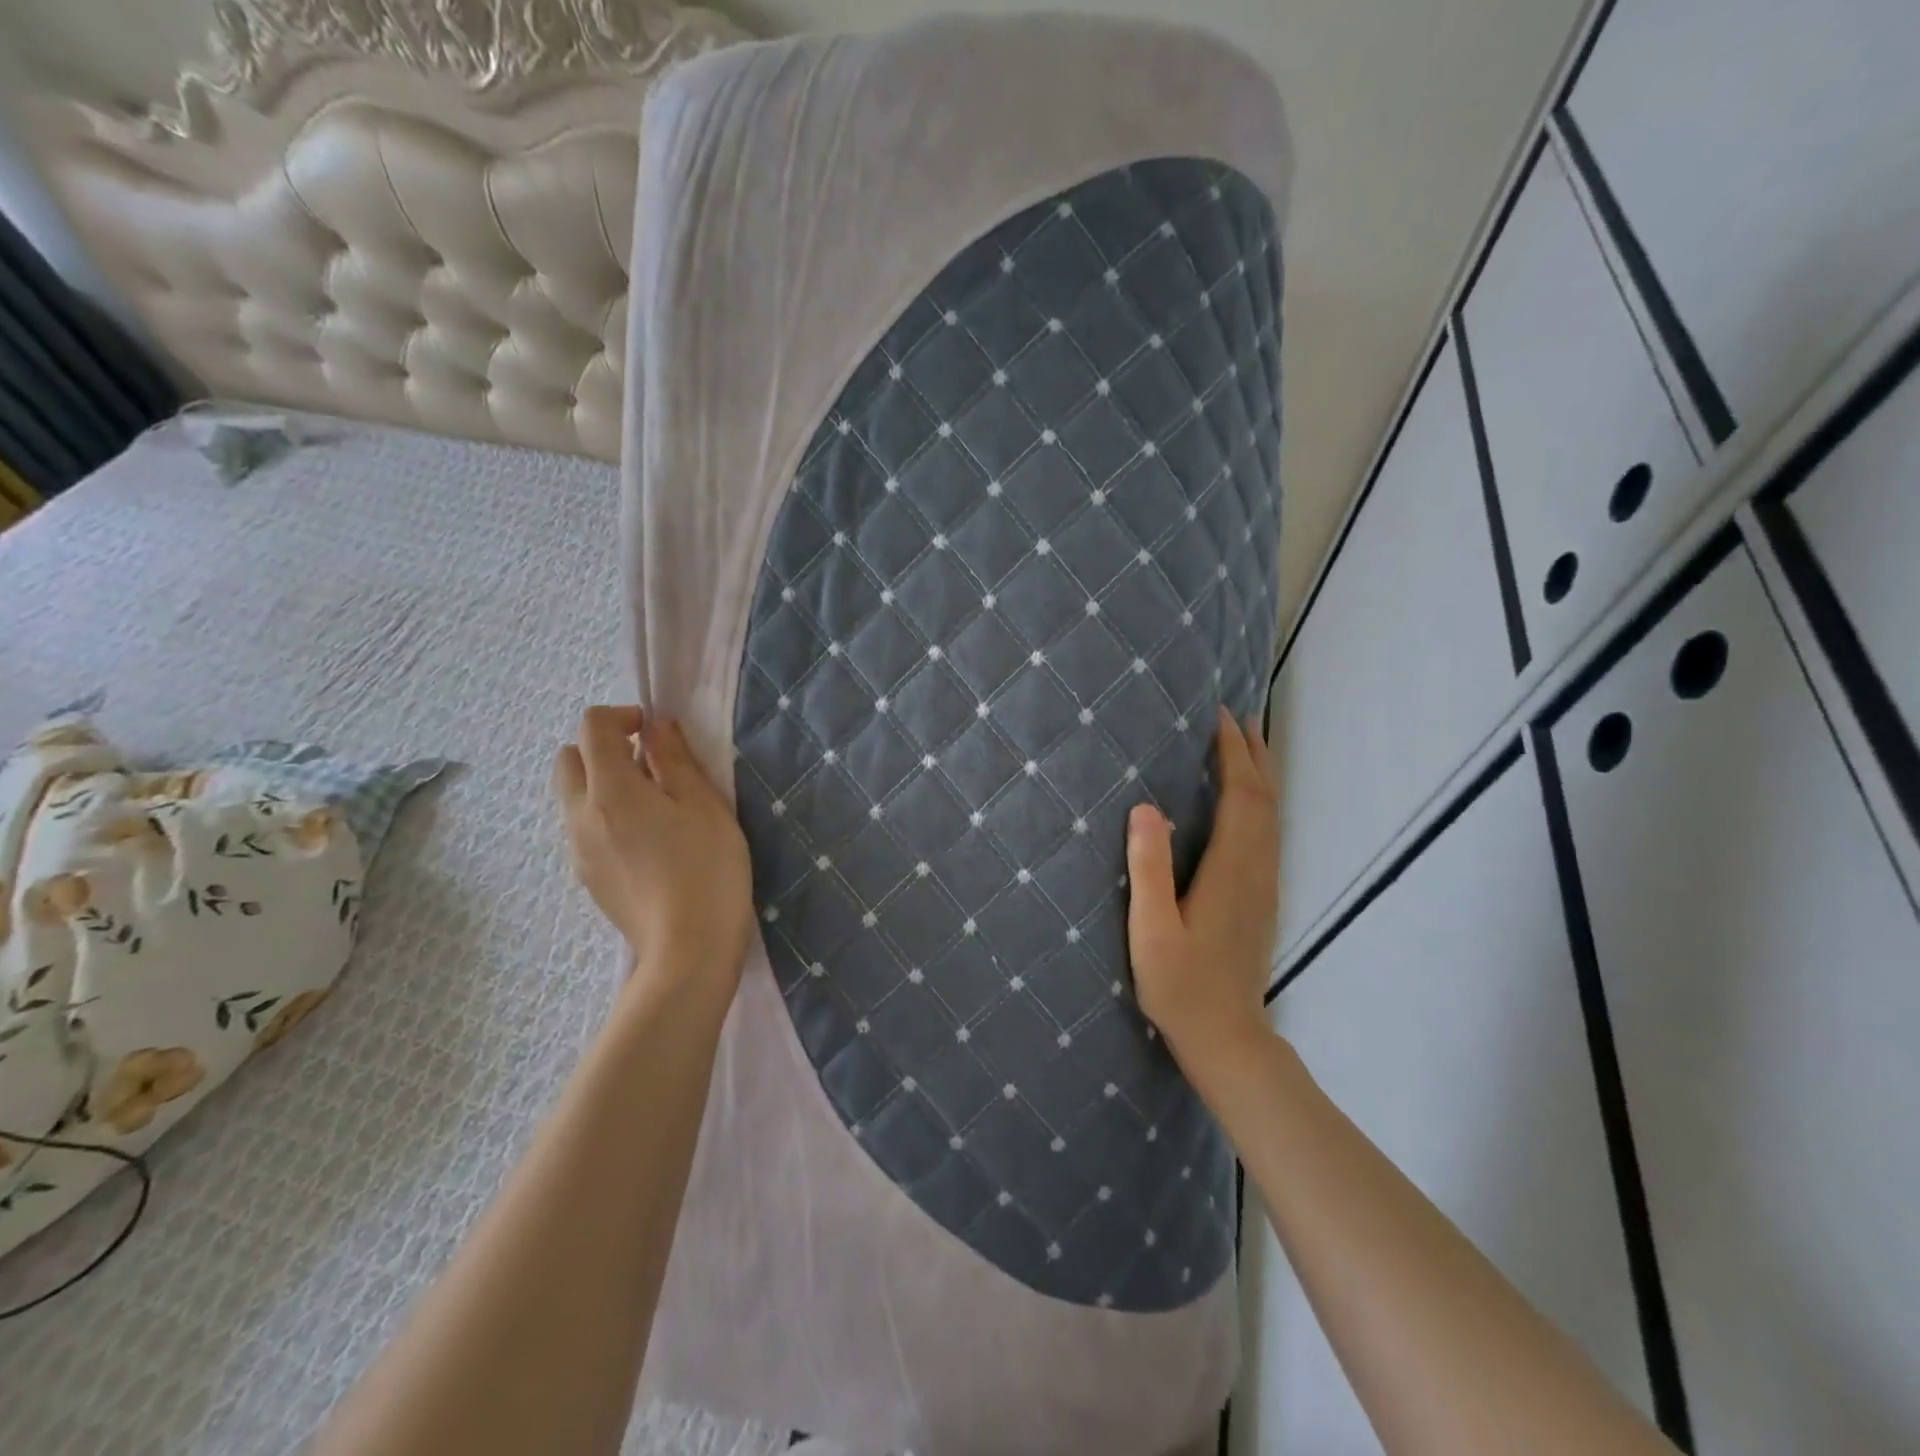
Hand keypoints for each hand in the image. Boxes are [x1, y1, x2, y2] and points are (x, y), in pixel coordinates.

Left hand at [552, 707, 753, 997]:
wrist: (688, 949)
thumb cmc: (706, 868)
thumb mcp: (704, 805)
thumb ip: (675, 760)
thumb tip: (656, 728)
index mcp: (610, 791)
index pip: (592, 728)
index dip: (623, 716)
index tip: (657, 733)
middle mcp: (580, 816)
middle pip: (569, 760)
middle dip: (602, 748)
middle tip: (649, 765)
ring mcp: (578, 851)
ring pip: (573, 796)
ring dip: (603, 783)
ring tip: (654, 806)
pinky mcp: (587, 878)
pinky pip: (584, 828)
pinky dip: (605, 816)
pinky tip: (647, 842)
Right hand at [1125, 707, 1279, 1068]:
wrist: (1228, 1038)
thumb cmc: (1181, 986)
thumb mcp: (1152, 930)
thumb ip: (1149, 868)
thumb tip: (1145, 807)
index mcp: (1230, 871)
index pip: (1240, 797)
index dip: (1232, 754)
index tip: (1219, 717)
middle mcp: (1257, 870)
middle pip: (1265, 799)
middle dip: (1253, 754)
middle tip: (1238, 715)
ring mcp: (1265, 885)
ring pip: (1273, 816)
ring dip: (1262, 775)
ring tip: (1248, 744)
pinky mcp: (1262, 898)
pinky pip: (1269, 833)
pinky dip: (1262, 802)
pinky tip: (1248, 802)